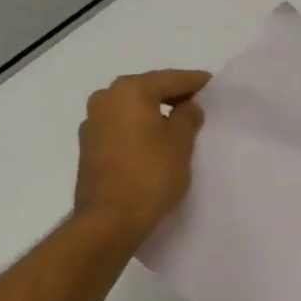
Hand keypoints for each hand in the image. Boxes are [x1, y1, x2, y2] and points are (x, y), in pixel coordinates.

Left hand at [73, 69, 210, 243]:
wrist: (108, 221)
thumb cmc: (150, 175)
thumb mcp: (181, 143)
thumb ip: (187, 117)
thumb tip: (187, 107)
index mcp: (129, 90)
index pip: (169, 79)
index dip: (193, 82)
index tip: (212, 84)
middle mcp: (105, 99)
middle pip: (147, 90)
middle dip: (171, 95)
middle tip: (197, 103)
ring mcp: (92, 123)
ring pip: (131, 109)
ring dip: (152, 112)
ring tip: (177, 124)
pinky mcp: (88, 147)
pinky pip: (120, 127)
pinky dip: (137, 129)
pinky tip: (153, 141)